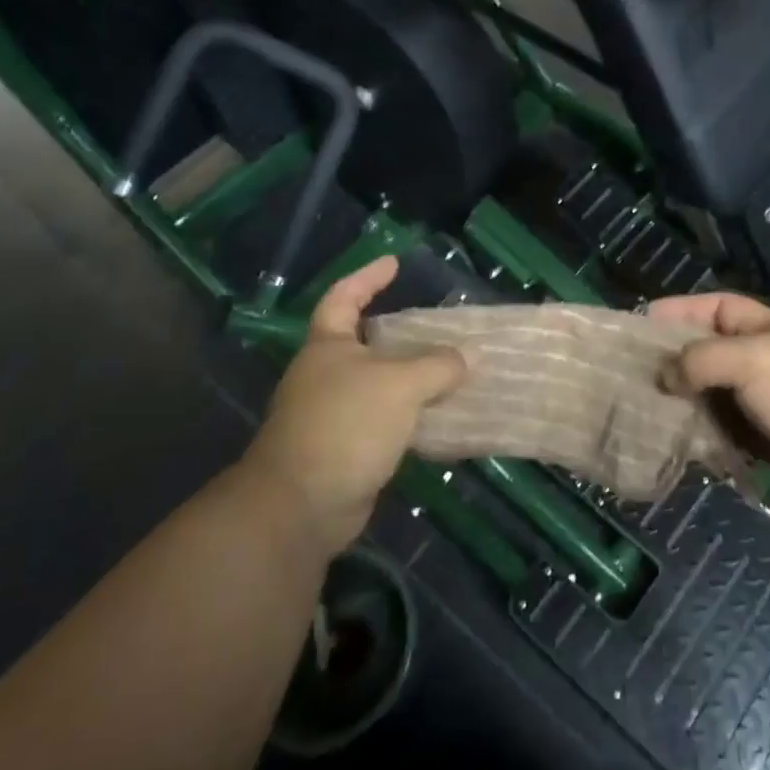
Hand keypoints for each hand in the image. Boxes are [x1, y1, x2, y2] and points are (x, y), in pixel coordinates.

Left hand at [244, 257, 465, 554]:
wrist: (301, 506)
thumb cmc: (346, 425)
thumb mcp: (400, 385)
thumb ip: (438, 366)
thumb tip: (468, 356)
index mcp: (328, 346)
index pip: (344, 297)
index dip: (367, 277)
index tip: (394, 263)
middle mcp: (326, 375)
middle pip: (365, 342)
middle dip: (400, 333)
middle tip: (439, 325)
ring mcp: (332, 413)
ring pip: (379, 384)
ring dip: (411, 378)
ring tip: (452, 371)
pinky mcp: (345, 448)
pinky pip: (385, 421)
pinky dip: (410, 416)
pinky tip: (440, 418)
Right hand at [649, 293, 769, 522]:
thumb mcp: (754, 360)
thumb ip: (702, 359)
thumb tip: (664, 375)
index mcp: (766, 328)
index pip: (715, 308)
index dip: (679, 310)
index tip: (640, 322)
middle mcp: (762, 361)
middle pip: (706, 353)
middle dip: (670, 360)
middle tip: (627, 373)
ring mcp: (763, 404)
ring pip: (709, 396)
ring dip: (679, 401)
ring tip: (637, 409)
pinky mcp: (764, 444)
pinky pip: (720, 433)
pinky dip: (696, 435)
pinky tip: (668, 441)